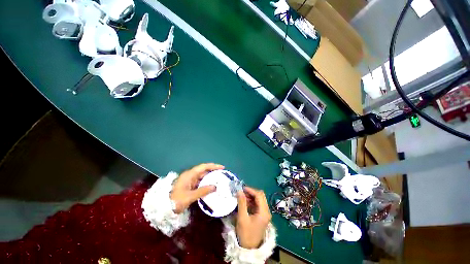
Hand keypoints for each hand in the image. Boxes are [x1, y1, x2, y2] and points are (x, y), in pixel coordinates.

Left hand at [171, 163, 223, 213]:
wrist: (164, 208)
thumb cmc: (176, 200)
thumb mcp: (190, 196)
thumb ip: (203, 191)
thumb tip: (215, 187)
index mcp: (190, 174)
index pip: (204, 167)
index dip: (213, 166)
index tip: (222, 167)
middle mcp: (190, 175)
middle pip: (203, 170)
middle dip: (213, 171)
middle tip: (222, 174)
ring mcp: (189, 180)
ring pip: (202, 176)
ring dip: (210, 177)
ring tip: (219, 180)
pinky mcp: (189, 185)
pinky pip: (200, 181)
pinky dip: (206, 183)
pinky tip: (211, 186)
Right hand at [236, 187, 271, 248]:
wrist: (249, 249)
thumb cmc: (246, 234)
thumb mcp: (242, 218)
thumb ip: (241, 203)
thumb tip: (239, 191)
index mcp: (264, 212)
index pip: (259, 195)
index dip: (251, 190)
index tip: (242, 188)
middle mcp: (266, 211)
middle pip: (260, 196)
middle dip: (251, 192)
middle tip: (242, 192)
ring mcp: (264, 213)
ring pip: (259, 200)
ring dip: (251, 197)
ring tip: (242, 196)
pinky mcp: (261, 216)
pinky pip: (257, 204)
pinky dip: (251, 201)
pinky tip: (245, 202)